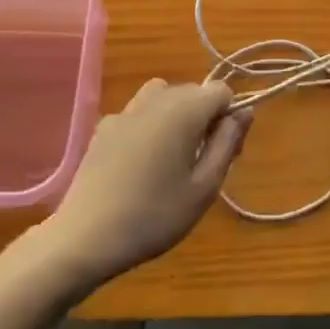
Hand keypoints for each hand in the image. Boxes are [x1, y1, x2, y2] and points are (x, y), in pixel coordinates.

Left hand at [42, 80, 250, 286]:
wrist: (85, 237)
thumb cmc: (154, 216)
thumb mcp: (204, 187)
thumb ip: (227, 143)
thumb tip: (244, 112)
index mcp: (184, 110)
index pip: (221, 91)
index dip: (229, 117)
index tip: (224, 152)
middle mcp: (155, 99)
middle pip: (193, 92)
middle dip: (205, 119)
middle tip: (202, 166)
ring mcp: (125, 111)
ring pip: (164, 98)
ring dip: (176, 119)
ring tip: (172, 160)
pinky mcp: (104, 127)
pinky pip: (138, 114)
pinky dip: (148, 128)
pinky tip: (138, 165)